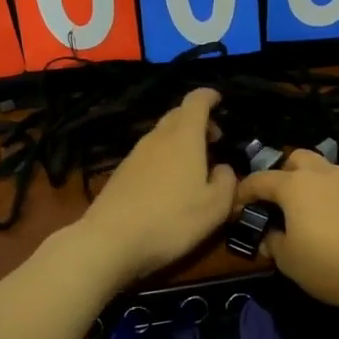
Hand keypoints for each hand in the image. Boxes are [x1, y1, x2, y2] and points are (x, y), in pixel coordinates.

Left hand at [73, 88, 236, 286]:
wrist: (110, 242)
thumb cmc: (171, 220)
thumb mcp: (216, 207)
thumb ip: (228, 181)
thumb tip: (223, 169)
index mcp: (183, 137)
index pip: (196, 101)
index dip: (209, 96)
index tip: (220, 101)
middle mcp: (157, 138)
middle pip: (178, 115)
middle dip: (198, 121)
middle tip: (214, 140)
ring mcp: (135, 155)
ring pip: (162, 135)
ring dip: (180, 141)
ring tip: (195, 165)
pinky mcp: (121, 174)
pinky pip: (149, 155)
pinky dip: (165, 158)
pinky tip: (170, 184)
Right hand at [234, 150, 338, 311]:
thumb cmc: (329, 263)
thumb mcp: (289, 261)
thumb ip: (273, 244)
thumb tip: (269, 237)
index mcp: (294, 186)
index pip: (260, 180)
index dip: (243, 192)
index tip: (237, 208)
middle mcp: (322, 174)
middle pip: (296, 158)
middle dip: (283, 174)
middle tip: (280, 202)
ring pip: (324, 170)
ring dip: (312, 184)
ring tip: (309, 213)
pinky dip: (334, 197)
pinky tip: (337, 223)